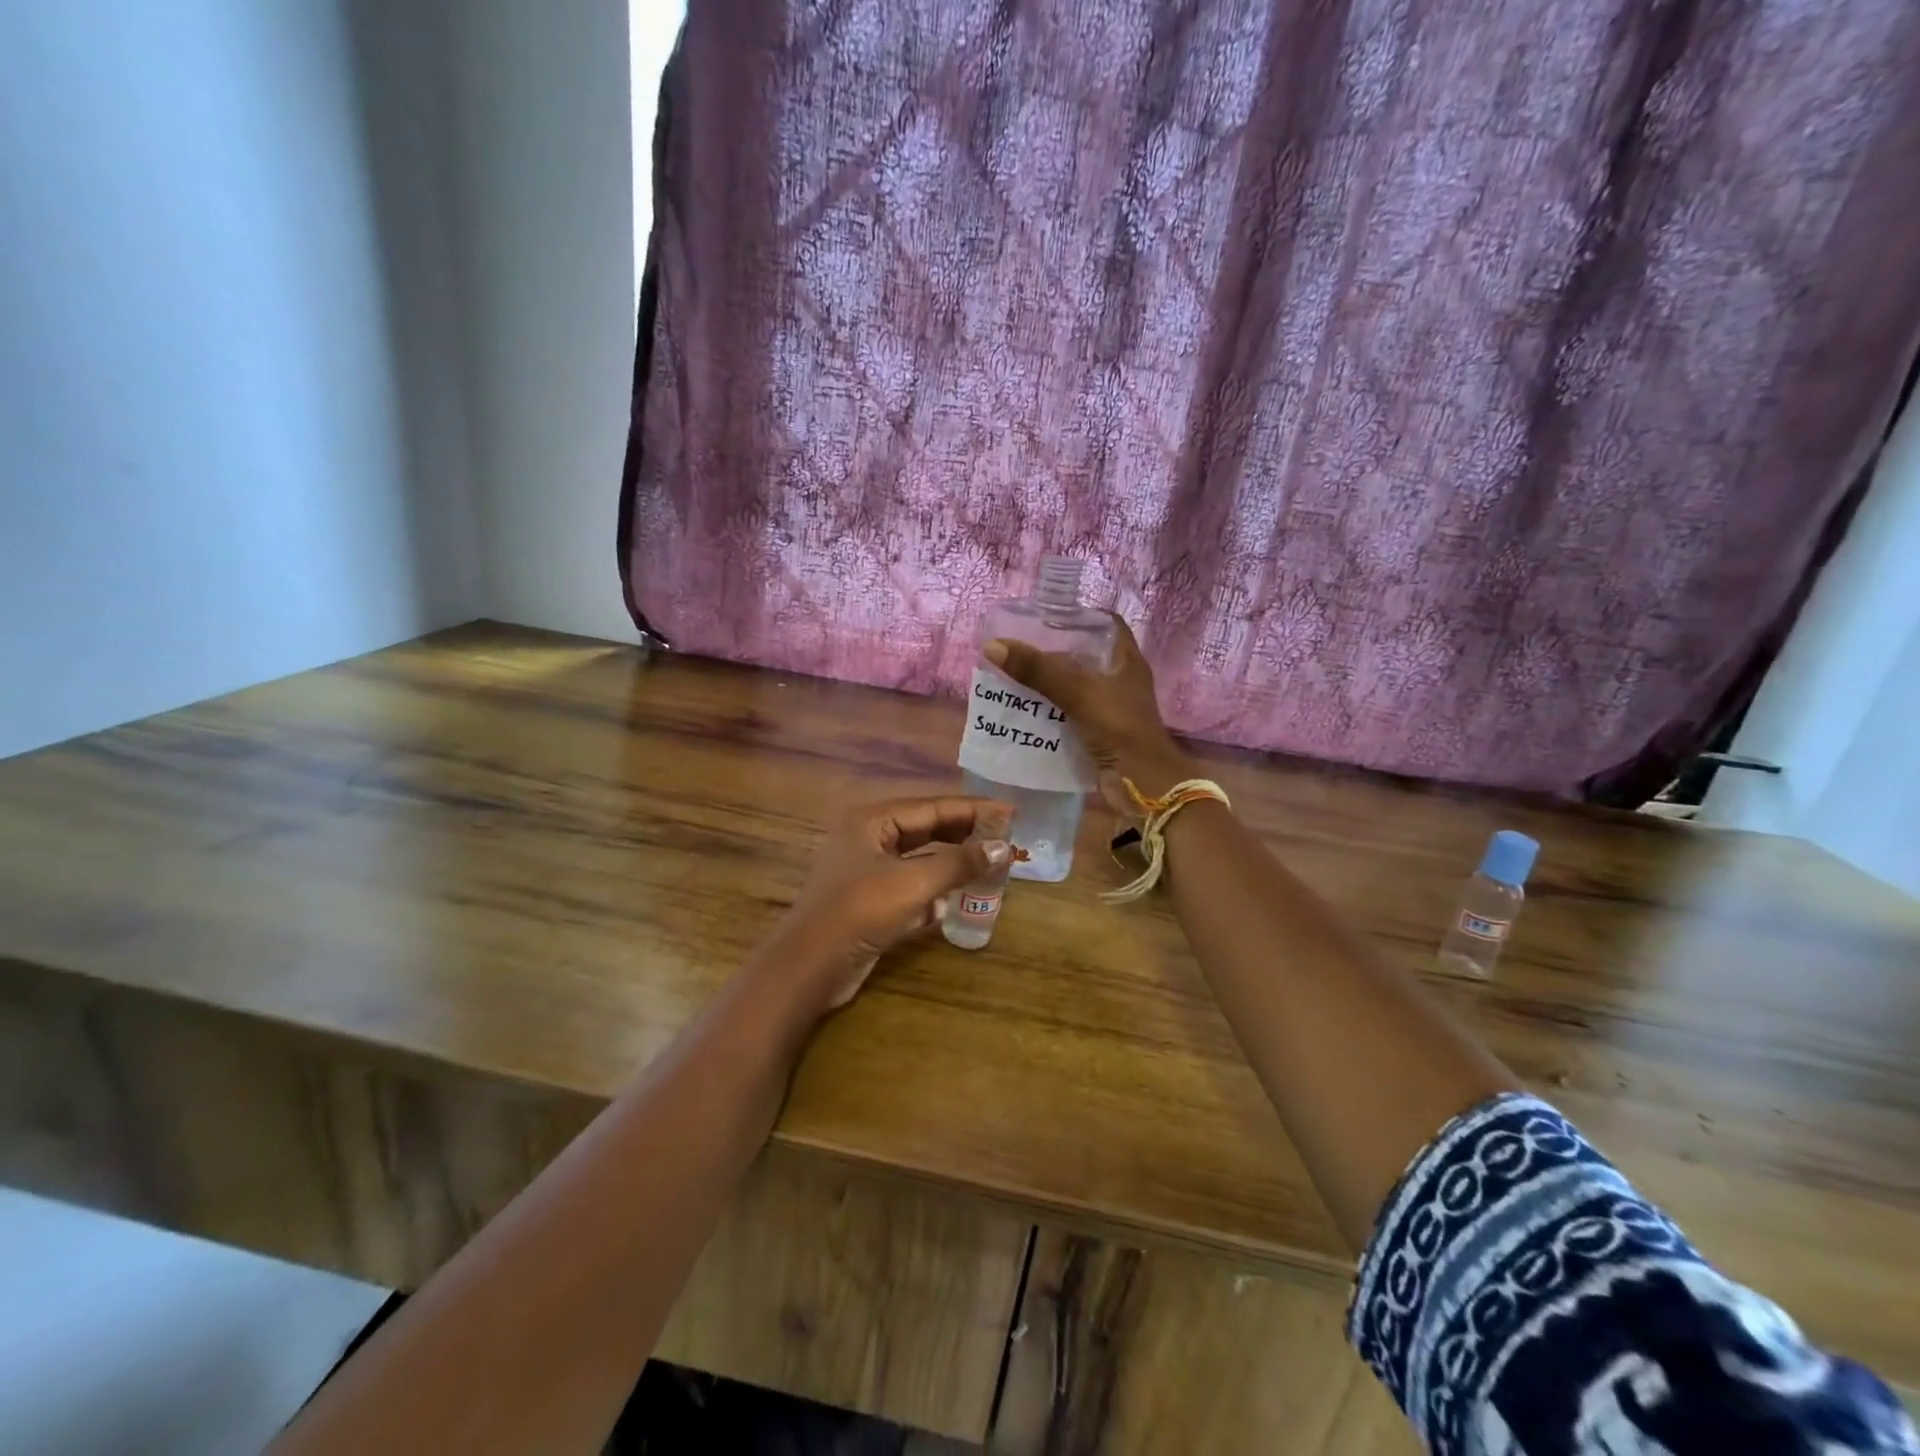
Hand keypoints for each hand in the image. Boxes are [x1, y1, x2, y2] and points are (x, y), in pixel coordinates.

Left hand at [780, 797, 1011, 1008]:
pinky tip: (956, 901)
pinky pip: (910, 888)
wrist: (809, 968)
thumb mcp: (913, 883)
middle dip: (964, 835)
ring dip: (951, 864)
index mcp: (872, 821)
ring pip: (919, 860)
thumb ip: (959, 863)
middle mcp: (868, 839)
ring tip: (989, 865)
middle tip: (1004, 838)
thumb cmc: (859, 911)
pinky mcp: (869, 903)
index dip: (973, 809)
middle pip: (925, 830)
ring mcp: (866, 872)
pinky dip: (933, 892)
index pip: (932, 806)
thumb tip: (1003, 848)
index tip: (1010, 811)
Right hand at [984, 615, 1193, 810]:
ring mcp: (1111, 707)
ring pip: (1074, 685)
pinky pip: (1070, 713)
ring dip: (1048, 682)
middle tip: (1019, 645)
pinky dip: (1049, 709)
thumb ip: (1037, 671)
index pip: (1105, 624)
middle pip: (1085, 655)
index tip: (1046, 616)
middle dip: (1053, 651)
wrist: (1142, 784)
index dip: (1079, 616)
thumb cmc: (1119, 728)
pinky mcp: (1099, 732)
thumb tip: (993, 645)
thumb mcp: (1077, 693)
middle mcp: (1120, 679)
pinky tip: (1023, 707)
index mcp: (1126, 660)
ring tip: (1013, 673)